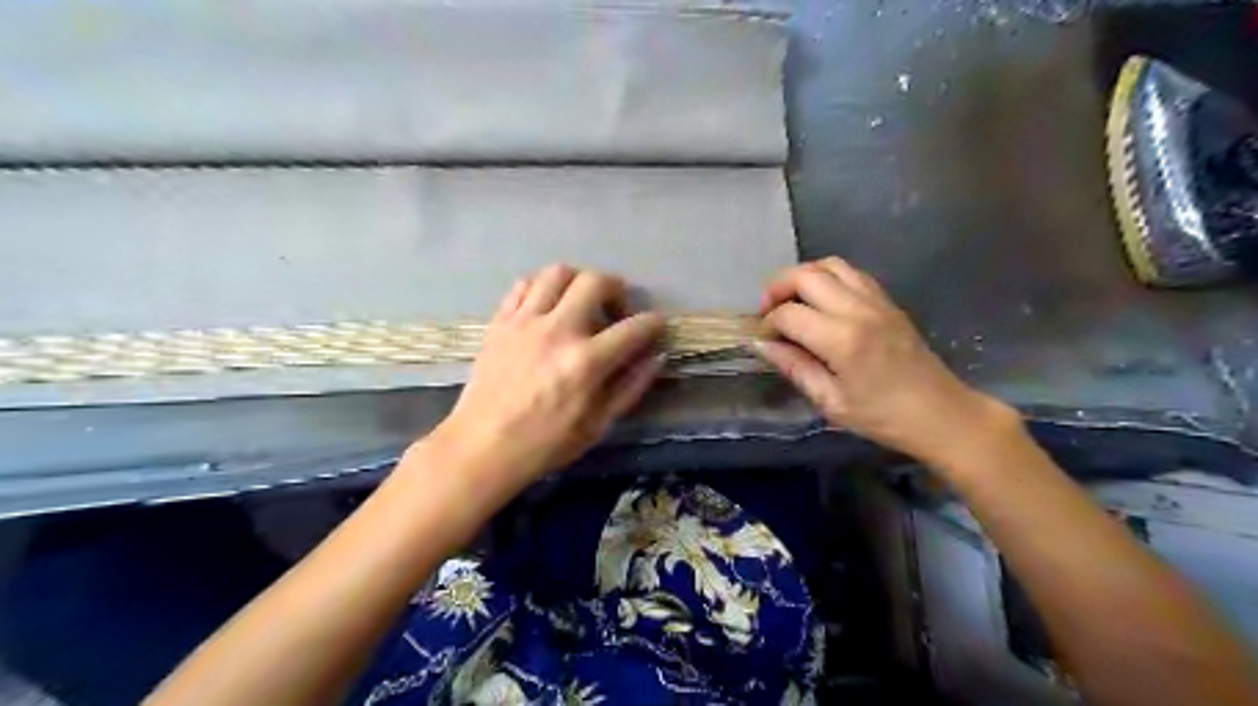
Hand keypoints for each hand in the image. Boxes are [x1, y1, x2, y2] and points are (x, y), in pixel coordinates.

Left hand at [429, 264, 667, 491]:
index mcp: (586, 362)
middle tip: (616, 311)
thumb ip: (630, 388)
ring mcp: (524, 322)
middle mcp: (557, 331)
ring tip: (581, 303)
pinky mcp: (500, 322)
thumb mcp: (597, 426)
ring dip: (578, 281)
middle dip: (617, 289)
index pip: (633, 328)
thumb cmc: (544, 444)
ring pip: (558, 273)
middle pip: (595, 282)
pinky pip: (524, 285)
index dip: (653, 323)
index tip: (656, 326)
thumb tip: (656, 357)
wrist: (481, 447)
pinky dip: (543, 288)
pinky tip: (547, 308)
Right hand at [756, 256, 1009, 461]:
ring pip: (829, 264)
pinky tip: (821, 301)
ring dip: (803, 276)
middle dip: (777, 287)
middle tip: (767, 312)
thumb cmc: (882, 417)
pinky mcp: (888, 301)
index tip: (762, 339)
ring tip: (791, 300)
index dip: (767, 323)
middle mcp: (858, 310)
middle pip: (806, 275)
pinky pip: (851, 273)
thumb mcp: (830, 402)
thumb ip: (794, 367)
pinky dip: (828, 277)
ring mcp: (876, 300)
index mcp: (842, 339)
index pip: (789, 313)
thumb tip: (761, 344)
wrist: (940, 414)